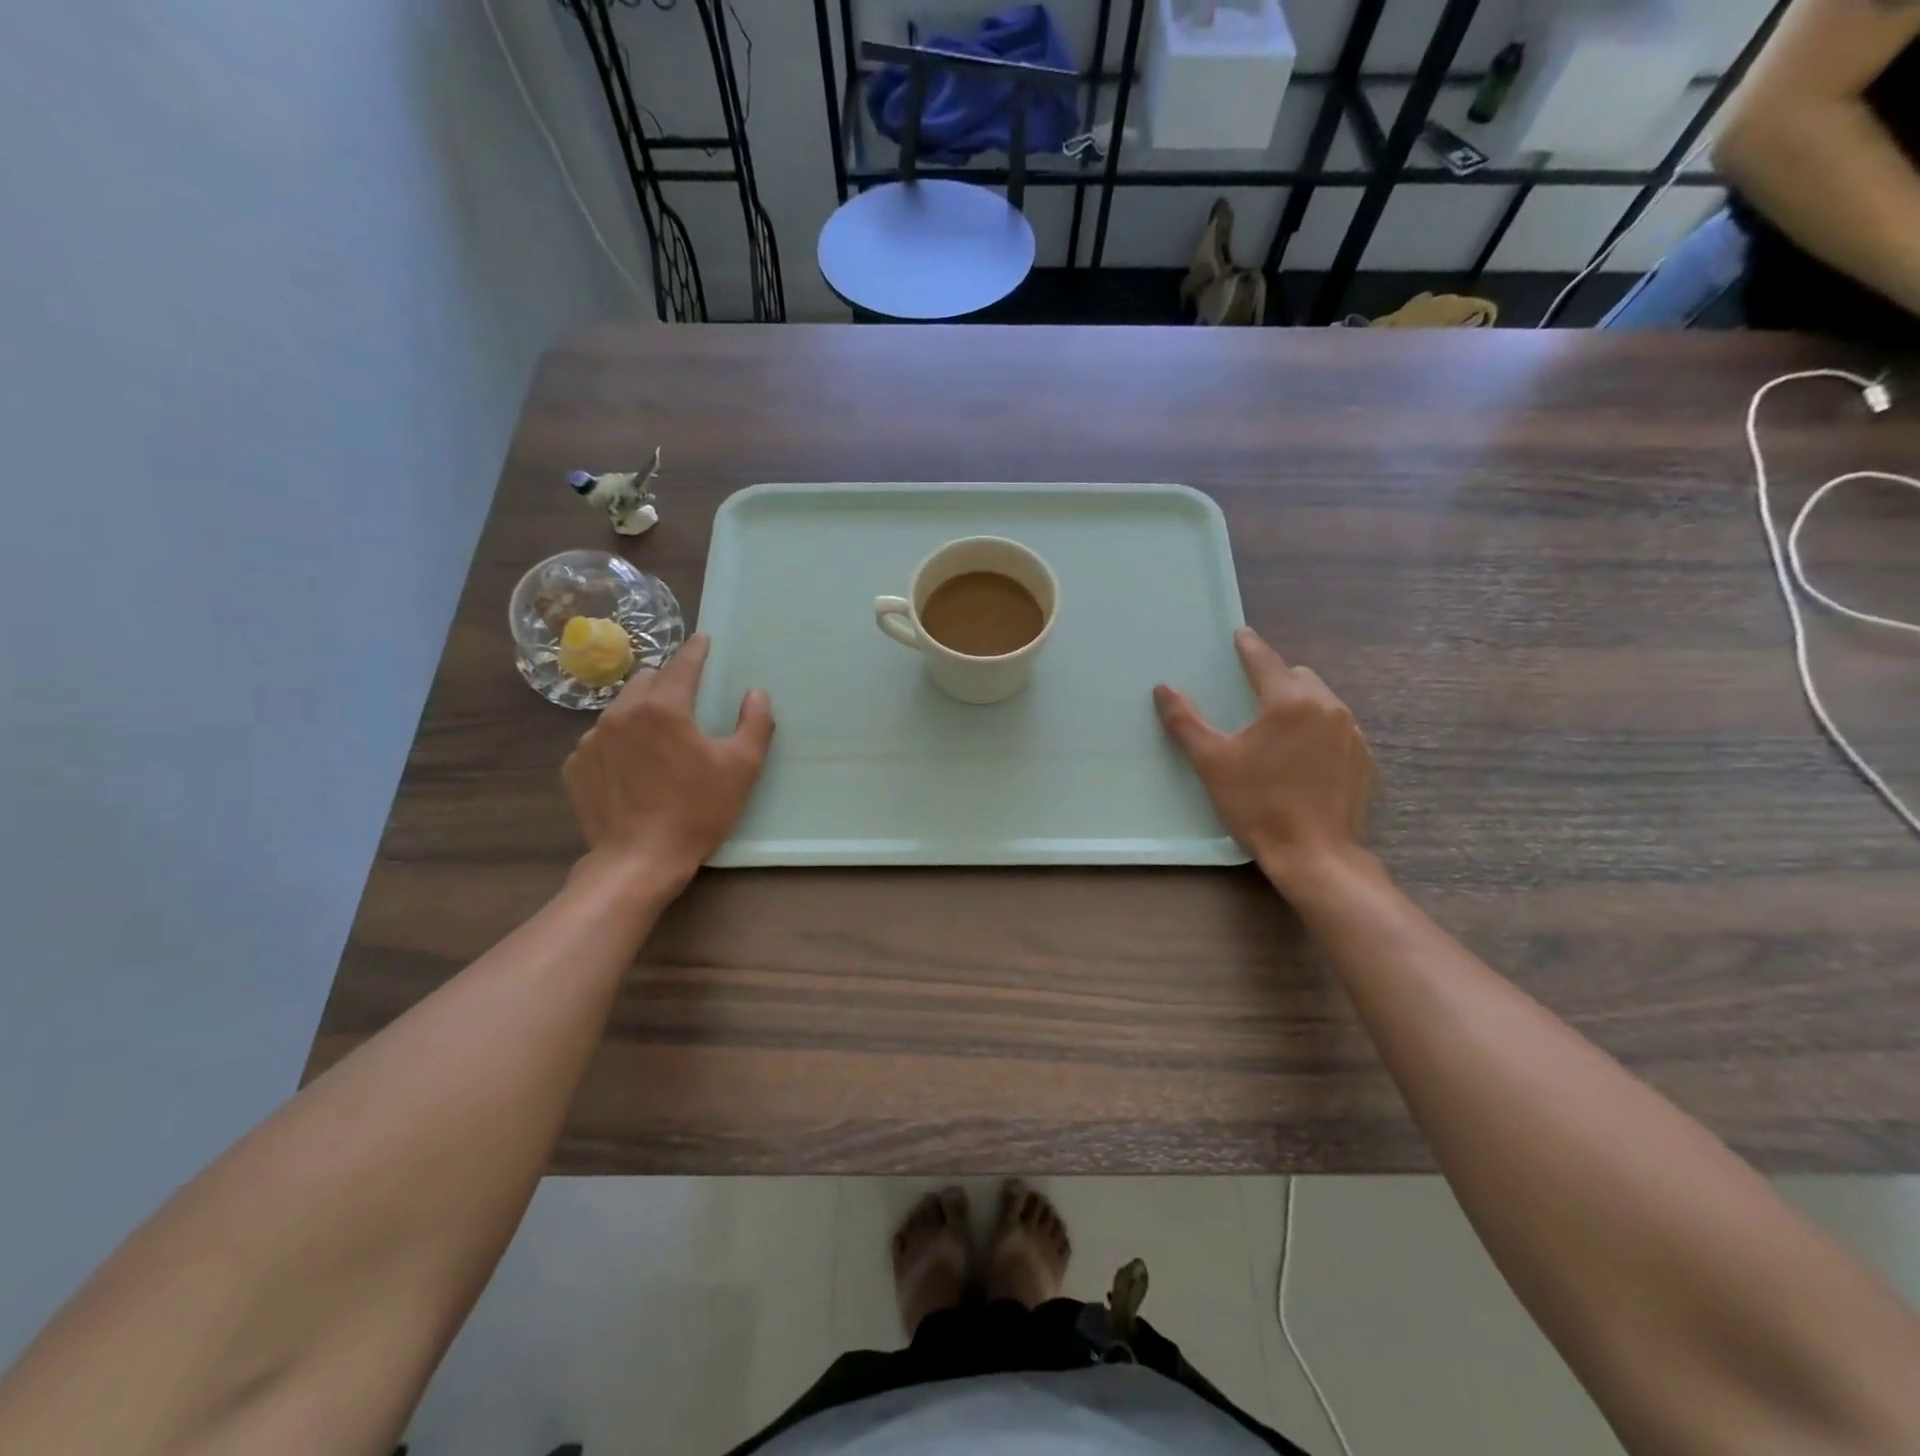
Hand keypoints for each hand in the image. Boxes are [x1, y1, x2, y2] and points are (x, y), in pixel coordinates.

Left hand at [562, 635, 773, 895]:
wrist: (637, 861)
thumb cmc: (696, 811)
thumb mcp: (741, 768)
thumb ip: (754, 724)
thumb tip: (756, 694)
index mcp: (663, 707)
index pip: (682, 664)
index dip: (696, 650)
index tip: (703, 640)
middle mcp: (621, 713)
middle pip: (646, 680)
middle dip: (667, 681)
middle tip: (686, 698)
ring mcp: (591, 740)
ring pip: (620, 709)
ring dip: (641, 711)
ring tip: (658, 737)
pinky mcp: (575, 767)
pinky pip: (600, 740)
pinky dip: (618, 742)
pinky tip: (633, 767)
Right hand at [1154, 628, 1374, 884]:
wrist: (1315, 854)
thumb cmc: (1258, 804)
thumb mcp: (1213, 763)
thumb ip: (1186, 722)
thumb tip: (1164, 689)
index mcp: (1289, 702)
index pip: (1265, 661)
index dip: (1248, 646)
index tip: (1240, 634)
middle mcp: (1327, 708)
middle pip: (1299, 677)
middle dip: (1276, 678)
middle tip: (1253, 695)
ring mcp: (1352, 734)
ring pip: (1322, 702)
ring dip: (1300, 705)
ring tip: (1278, 728)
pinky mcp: (1365, 760)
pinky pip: (1339, 729)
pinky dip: (1319, 731)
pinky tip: (1303, 758)